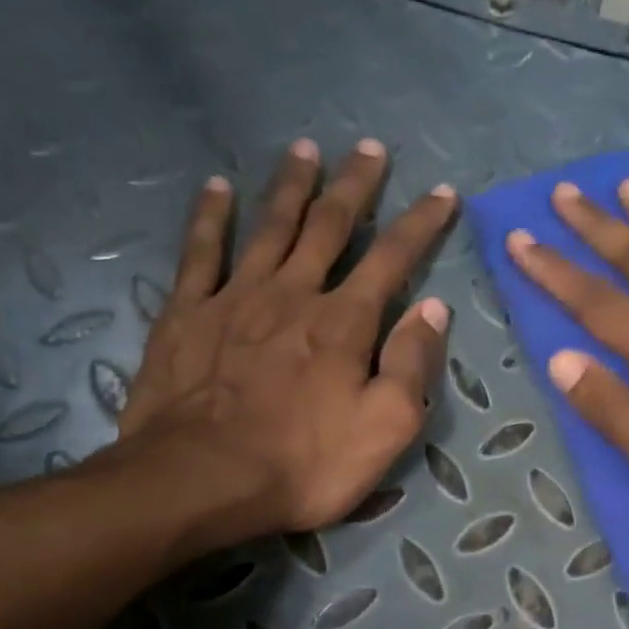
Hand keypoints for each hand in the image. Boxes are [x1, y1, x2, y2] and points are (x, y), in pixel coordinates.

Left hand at [113, 138, 454, 551]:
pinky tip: (218, 187)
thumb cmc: (304, 465)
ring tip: (305, 149)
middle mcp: (293, 293)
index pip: (393, 258)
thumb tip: (433, 309)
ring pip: (270, 226)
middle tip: (369, 148)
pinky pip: (201, 252)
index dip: (422, 223)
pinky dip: (211, 217)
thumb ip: (412, 365)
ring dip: (291, 186)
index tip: (442, 192)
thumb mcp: (385, 429)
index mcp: (345, 323)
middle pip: (329, 226)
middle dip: (355, 186)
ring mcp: (235, 298)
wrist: (202, 480)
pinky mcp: (186, 314)